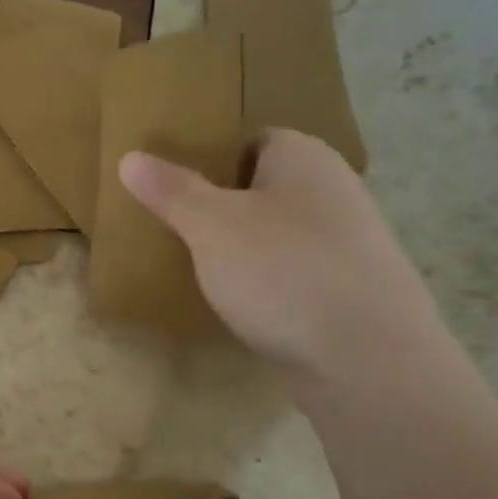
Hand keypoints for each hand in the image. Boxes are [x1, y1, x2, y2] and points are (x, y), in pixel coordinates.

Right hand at [119, 129, 442, 383]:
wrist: (367, 359)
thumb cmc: (282, 271)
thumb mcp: (211, 226)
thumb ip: (171, 191)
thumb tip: (130, 157)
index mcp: (303, 157)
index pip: (249, 139)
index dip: (207, 157)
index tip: (169, 186)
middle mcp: (333, 189)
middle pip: (262, 187)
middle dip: (218, 206)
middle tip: (171, 228)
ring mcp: (346, 242)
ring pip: (276, 233)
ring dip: (240, 247)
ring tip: (195, 268)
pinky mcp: (348, 289)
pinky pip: (292, 271)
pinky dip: (264, 281)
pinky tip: (237, 304)